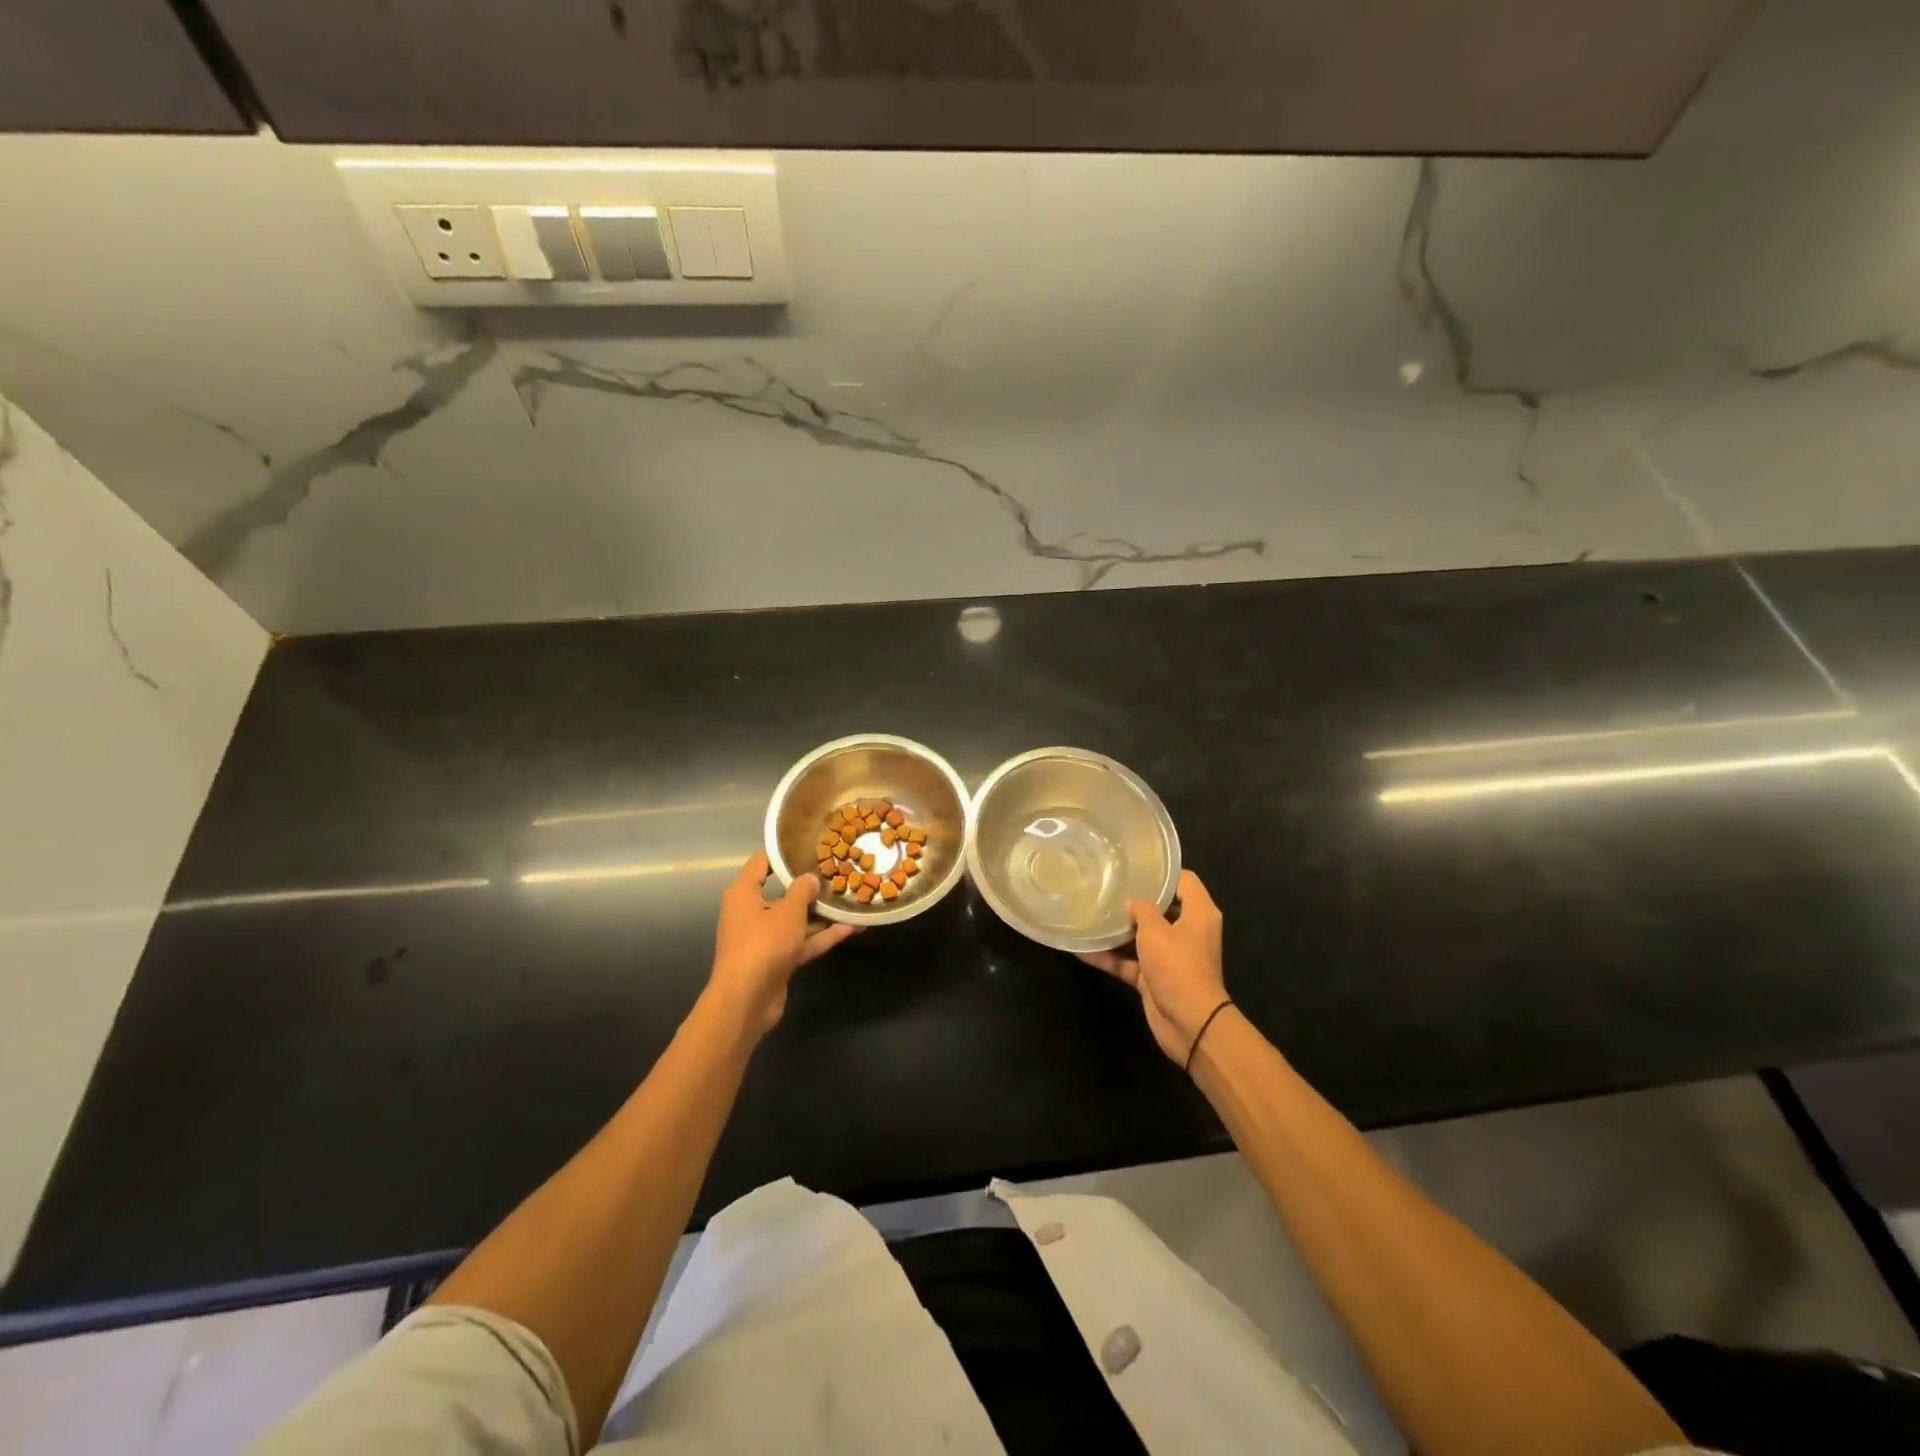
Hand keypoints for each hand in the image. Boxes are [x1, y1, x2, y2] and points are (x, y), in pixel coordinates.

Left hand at [707, 852, 855, 1037]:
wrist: (746, 1000)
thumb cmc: (763, 944)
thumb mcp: (788, 911)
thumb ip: (802, 891)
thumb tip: (810, 878)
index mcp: (743, 893)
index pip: (762, 863)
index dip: (785, 853)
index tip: (812, 845)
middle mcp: (750, 912)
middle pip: (782, 891)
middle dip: (808, 885)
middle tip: (837, 872)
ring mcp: (764, 938)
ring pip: (795, 919)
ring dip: (820, 913)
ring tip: (849, 899)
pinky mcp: (776, 959)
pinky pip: (801, 942)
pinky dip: (822, 937)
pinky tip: (851, 929)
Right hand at [1080, 870, 1227, 1065]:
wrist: (1189, 1023)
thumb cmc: (1178, 966)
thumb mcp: (1156, 930)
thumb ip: (1142, 909)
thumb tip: (1132, 901)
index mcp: (1198, 913)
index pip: (1184, 881)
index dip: (1162, 871)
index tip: (1134, 865)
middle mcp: (1187, 931)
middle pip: (1160, 908)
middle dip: (1134, 900)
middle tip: (1106, 886)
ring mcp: (1170, 956)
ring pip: (1141, 936)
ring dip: (1118, 931)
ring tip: (1090, 913)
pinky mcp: (1154, 977)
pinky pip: (1129, 962)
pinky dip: (1110, 958)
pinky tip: (1082, 950)